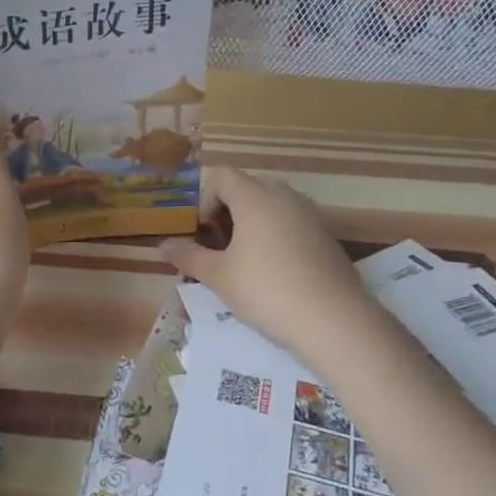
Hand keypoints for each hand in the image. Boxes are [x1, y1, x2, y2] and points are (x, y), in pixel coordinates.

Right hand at [160, 167, 379, 368]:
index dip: (205, 199)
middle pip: (247, 188)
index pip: (222, 176)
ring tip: (244, 260)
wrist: (333, 320)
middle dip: (228, 211)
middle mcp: (284, 196)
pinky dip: (276, 236)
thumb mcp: (219, 276)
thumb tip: (162, 245)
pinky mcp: (327, 236)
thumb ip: (188, 256)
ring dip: (252, 223)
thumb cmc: (266, 291)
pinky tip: (275, 272)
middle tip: (218, 247)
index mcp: (255, 197)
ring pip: (272, 205)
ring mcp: (310, 214)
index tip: (203, 232)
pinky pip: (292, 223)